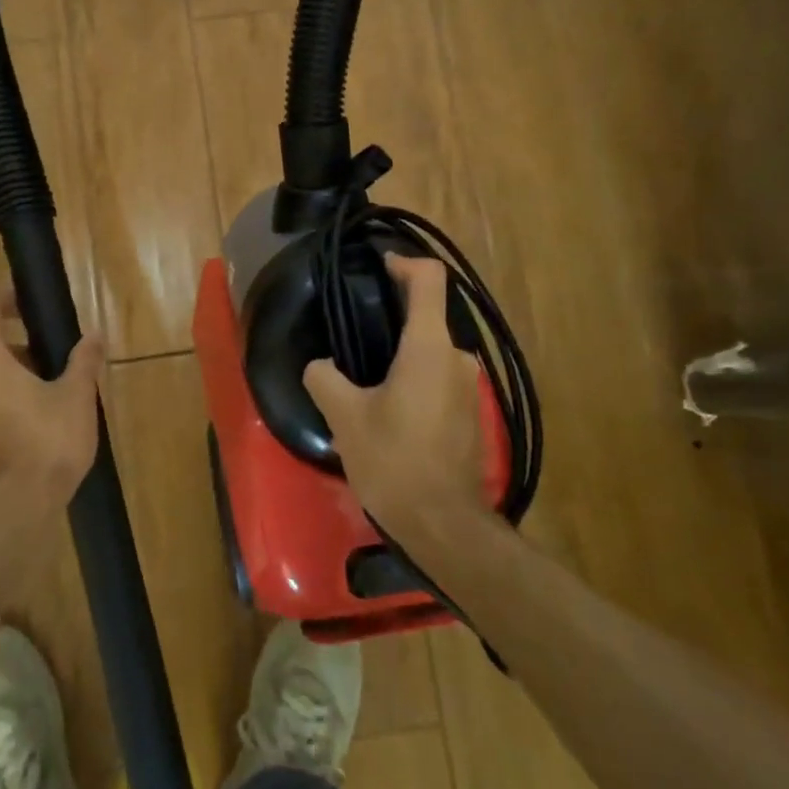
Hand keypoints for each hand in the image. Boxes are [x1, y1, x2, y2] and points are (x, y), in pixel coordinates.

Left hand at [0, 290, 104, 506]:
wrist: (21, 502)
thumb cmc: (48, 438)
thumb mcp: (76, 393)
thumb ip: (84, 360)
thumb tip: (95, 334)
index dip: (7, 298)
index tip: (31, 296)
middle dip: (24, 337)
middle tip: (58, 338)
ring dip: (23, 367)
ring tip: (62, 374)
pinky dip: (17, 391)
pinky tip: (50, 405)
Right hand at [303, 255, 489, 543]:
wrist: (445, 526)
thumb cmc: (394, 462)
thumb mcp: (345, 417)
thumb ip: (324, 378)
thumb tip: (319, 365)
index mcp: (428, 347)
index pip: (429, 280)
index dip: (404, 262)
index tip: (377, 266)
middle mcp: (456, 358)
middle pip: (427, 316)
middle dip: (391, 315)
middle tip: (352, 328)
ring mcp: (467, 386)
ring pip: (430, 350)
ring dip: (399, 351)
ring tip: (362, 369)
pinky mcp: (469, 412)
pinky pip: (437, 375)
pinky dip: (412, 375)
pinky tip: (385, 403)